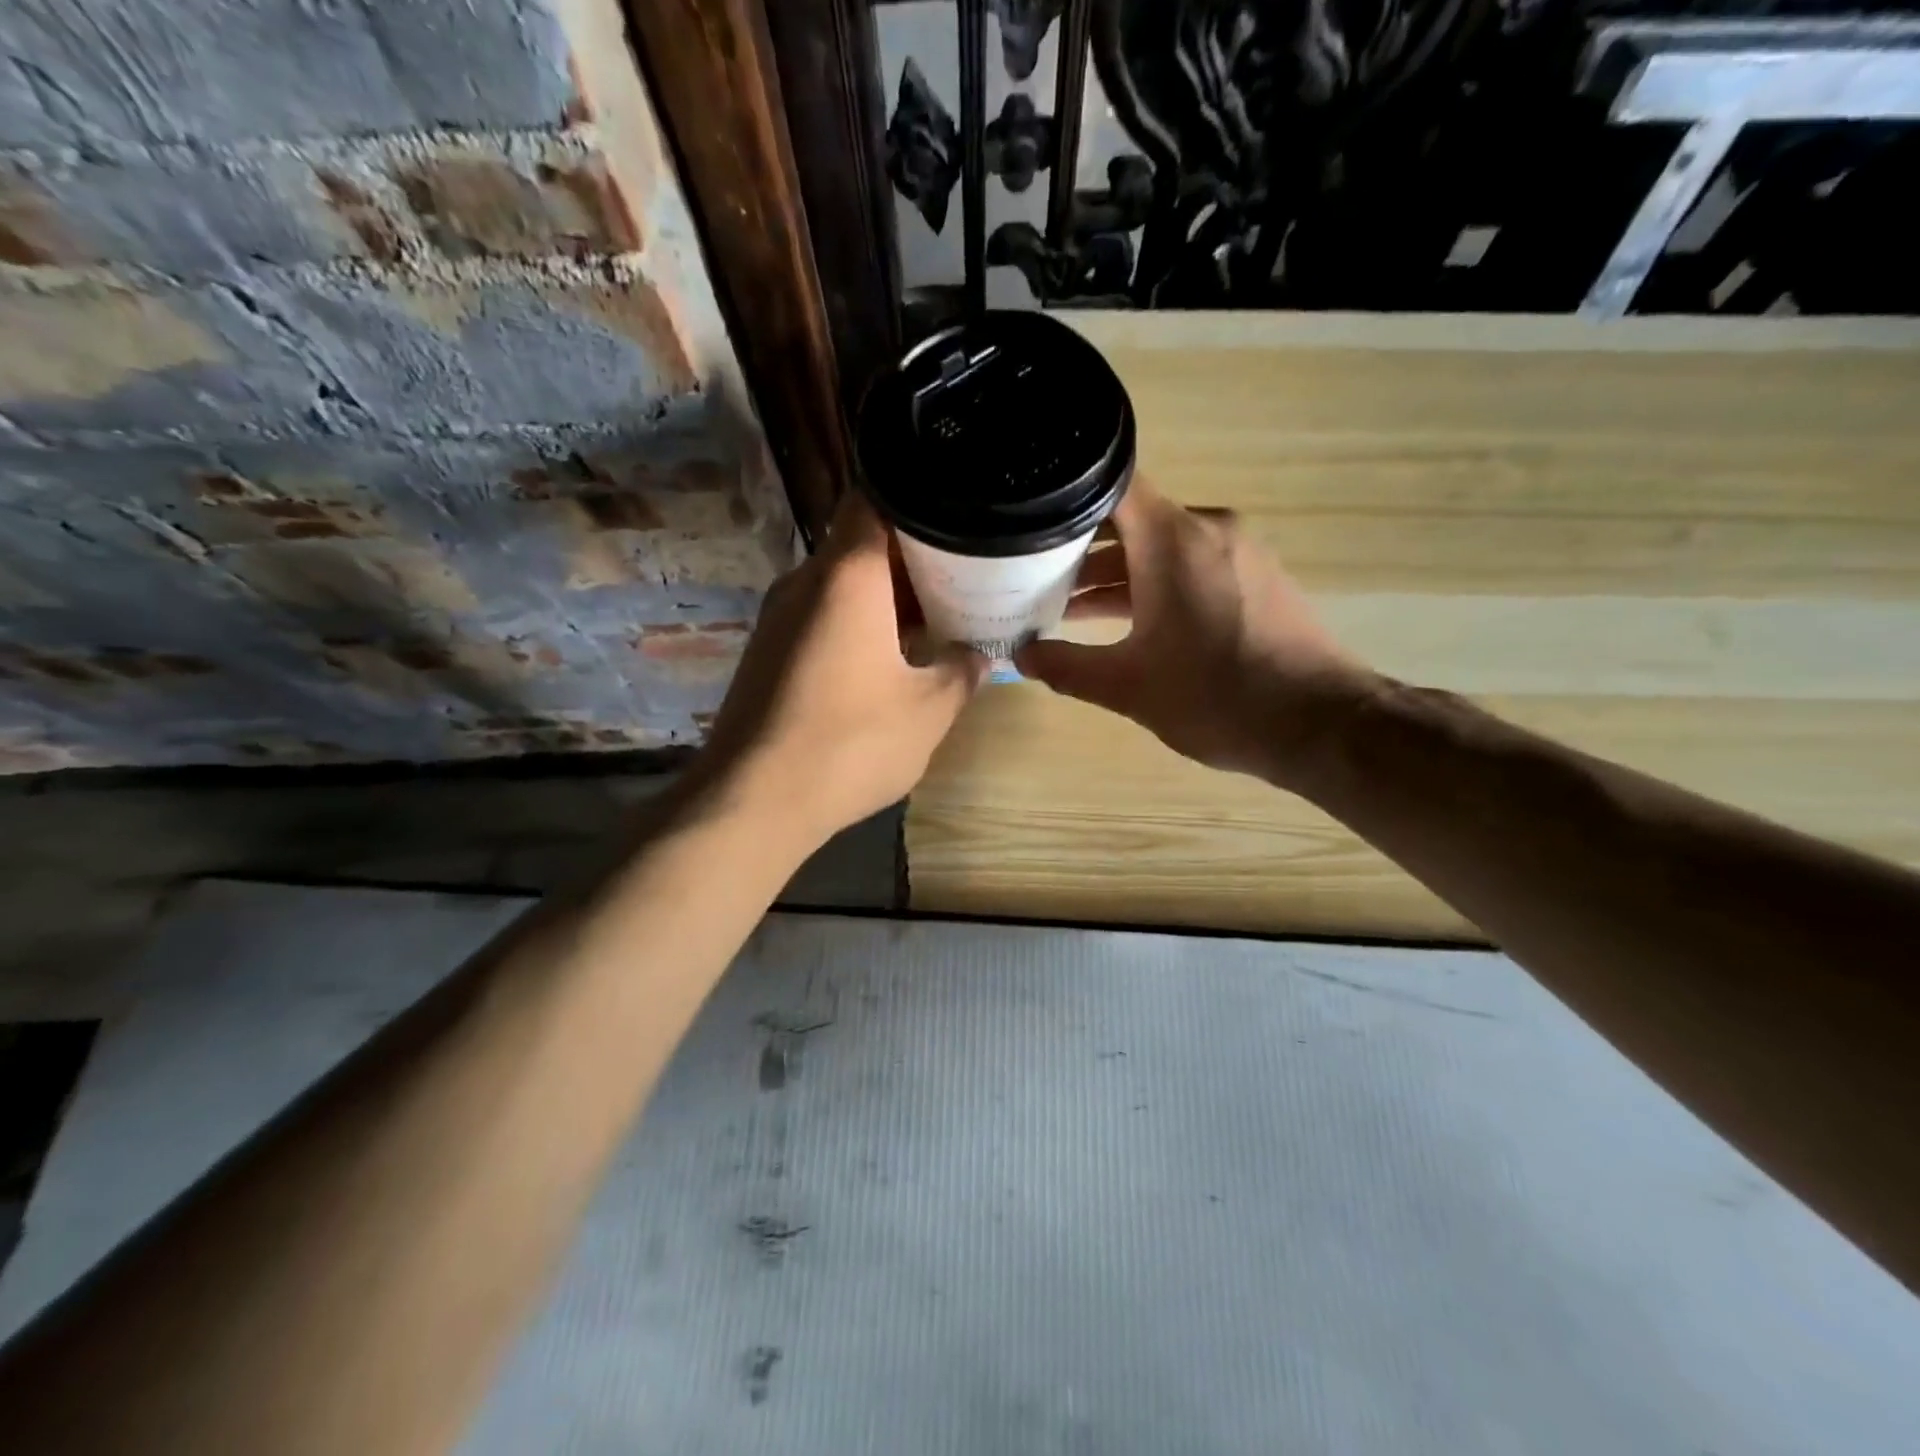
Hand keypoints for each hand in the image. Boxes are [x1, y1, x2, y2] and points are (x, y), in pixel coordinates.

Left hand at [697, 494, 985, 843]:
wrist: (754, 800)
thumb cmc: (851, 744)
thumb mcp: (929, 710)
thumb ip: (962, 671)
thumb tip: (978, 654)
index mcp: (847, 576)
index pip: (876, 499)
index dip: (919, 502)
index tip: (959, 520)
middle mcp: (805, 582)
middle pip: (860, 543)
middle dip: (913, 557)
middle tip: (964, 575)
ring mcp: (779, 617)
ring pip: (841, 583)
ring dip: (885, 596)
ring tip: (936, 617)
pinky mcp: (768, 652)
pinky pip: (821, 617)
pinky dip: (858, 623)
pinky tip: (890, 659)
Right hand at [1015, 477, 1363, 783]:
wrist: (1320, 723)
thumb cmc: (1216, 697)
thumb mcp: (1128, 687)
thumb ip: (1068, 667)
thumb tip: (1023, 657)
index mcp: (1172, 540)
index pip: (1109, 486)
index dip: (1063, 499)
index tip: (1026, 522)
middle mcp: (1207, 528)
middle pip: (1130, 519)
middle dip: (1079, 549)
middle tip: (1030, 577)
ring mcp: (1237, 550)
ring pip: (1160, 547)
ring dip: (1116, 574)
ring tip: (1066, 609)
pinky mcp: (1255, 576)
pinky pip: (1190, 565)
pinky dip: (1153, 584)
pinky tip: (1125, 622)